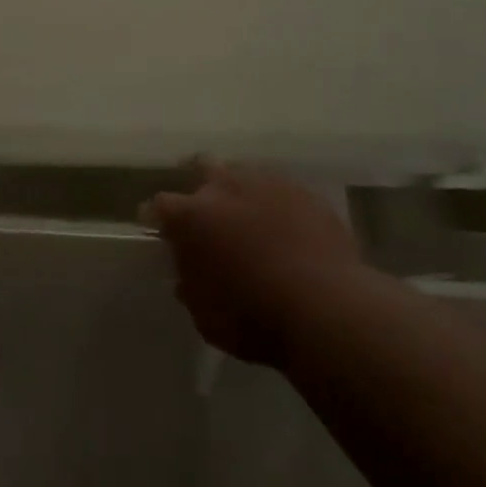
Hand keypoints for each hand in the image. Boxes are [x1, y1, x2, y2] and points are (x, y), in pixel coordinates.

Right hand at [146, 161, 362, 365]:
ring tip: (250, 220)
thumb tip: (186, 276)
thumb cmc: (255, 318)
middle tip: (206, 211)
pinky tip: (287, 229)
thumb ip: (191, 289)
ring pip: (244, 175)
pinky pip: (281, 191)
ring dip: (241, 193)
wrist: (326, 308)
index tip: (160, 228)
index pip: (160, 205)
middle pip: (202, 167)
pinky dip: (277, 206)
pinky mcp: (304, 192)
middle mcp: (225, 187)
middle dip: (200, 185)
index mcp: (192, 217)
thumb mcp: (207, 318)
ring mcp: (267, 184)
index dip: (158, 217)